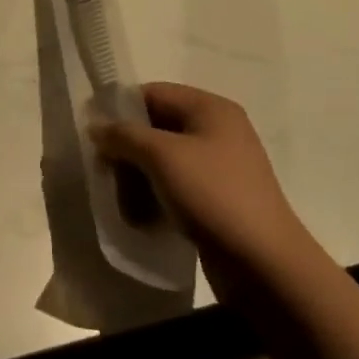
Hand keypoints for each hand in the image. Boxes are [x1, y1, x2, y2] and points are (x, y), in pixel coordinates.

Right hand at [91, 82, 314, 293]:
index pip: (153, 93)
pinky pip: (177, 185)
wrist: (265, 265)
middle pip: (157, 126)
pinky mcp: (219, 198)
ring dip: (139, 175)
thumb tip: (95, 127)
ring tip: (122, 199)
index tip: (93, 133)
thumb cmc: (213, 195)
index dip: (120, 108)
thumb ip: (123, 135)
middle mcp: (218, 131)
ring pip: (164, 159)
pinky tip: (142, 216)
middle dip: (128, 148)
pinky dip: (156, 195)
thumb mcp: (161, 156)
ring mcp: (221, 166)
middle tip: (104, 170)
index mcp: (211, 108)